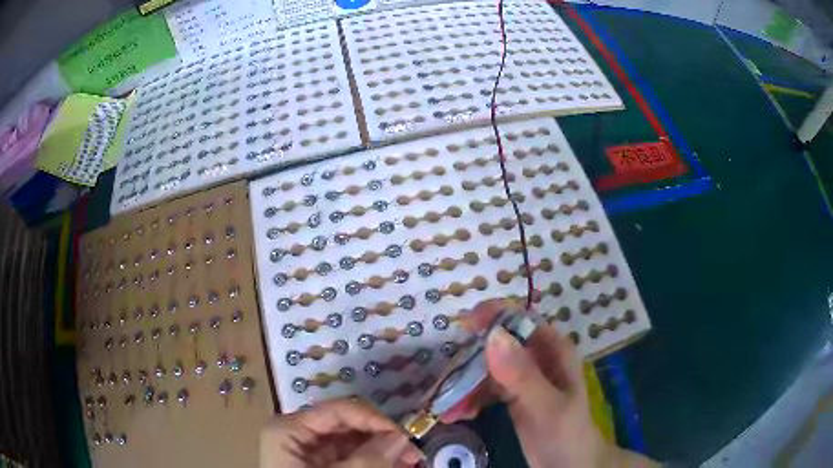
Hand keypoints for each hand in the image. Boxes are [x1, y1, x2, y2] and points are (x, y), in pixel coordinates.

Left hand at [261, 398, 423, 467]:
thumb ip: (369, 459)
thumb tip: (400, 437)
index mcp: (289, 429)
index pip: (337, 410)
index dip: (373, 419)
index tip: (404, 437)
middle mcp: (297, 434)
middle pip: (346, 425)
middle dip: (381, 438)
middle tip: (412, 454)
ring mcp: (307, 451)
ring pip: (351, 442)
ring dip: (381, 450)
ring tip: (409, 462)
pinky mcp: (319, 466)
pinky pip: (349, 457)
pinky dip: (372, 462)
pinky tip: (392, 466)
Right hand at [442, 299, 656, 467]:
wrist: (570, 466)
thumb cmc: (566, 434)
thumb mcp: (546, 406)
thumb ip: (522, 375)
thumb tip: (492, 335)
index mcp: (553, 350)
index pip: (522, 320)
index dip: (494, 316)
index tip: (463, 326)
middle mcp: (537, 358)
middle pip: (498, 344)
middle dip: (471, 360)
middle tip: (447, 380)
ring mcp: (523, 378)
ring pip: (487, 368)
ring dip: (465, 385)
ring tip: (449, 410)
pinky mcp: (512, 396)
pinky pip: (485, 388)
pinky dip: (470, 399)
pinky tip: (459, 414)